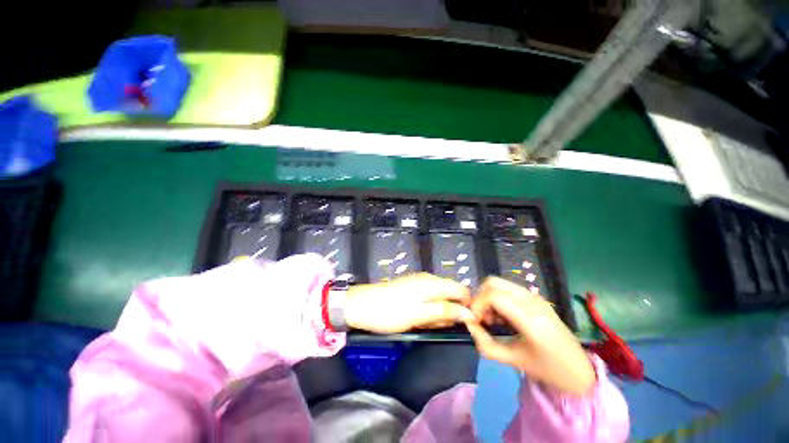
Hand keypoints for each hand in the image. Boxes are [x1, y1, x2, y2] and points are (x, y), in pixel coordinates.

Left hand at [344, 273, 473, 333]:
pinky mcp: (410, 287)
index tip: (466, 323)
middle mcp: (427, 278)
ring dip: (439, 311)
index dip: (467, 305)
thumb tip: (469, 313)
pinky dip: (429, 308)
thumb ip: (444, 311)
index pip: (461, 289)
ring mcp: (418, 282)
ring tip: (427, 324)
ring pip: (439, 296)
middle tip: (440, 326)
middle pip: (450, 292)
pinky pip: (428, 297)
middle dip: (451, 310)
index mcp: (432, 283)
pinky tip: (420, 318)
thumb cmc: (390, 312)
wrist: (360, 305)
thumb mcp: (419, 315)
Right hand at [465, 277, 595, 395]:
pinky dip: (497, 297)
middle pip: (493, 282)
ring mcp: (535, 296)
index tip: (475, 322)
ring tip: (492, 318)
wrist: (580, 371)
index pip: (493, 296)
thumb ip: (485, 344)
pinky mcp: (536, 297)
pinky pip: (508, 288)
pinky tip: (502, 316)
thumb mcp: (512, 360)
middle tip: (482, 317)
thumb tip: (469, 325)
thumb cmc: (547, 369)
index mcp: (530, 318)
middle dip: (480, 297)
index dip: (477, 305)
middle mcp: (532, 301)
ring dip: (488, 296)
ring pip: (499, 283)